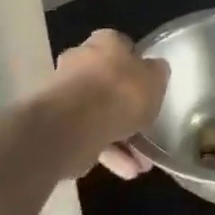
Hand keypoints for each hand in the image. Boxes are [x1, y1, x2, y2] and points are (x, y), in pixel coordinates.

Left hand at [51, 30, 169, 179]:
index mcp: (104, 42)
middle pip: (110, 84)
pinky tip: (127, 171)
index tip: (151, 87)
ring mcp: (66, 94)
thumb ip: (157, 73)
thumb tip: (155, 69)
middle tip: (148, 130)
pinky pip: (89, 136)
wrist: (74, 124)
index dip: (139, 66)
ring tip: (142, 165)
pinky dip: (108, 152)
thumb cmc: (121, 92)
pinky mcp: (57, 124)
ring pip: (100, 115)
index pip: (123, 47)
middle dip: (129, 111)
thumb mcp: (155, 79)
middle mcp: (80, 62)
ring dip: (122, 140)